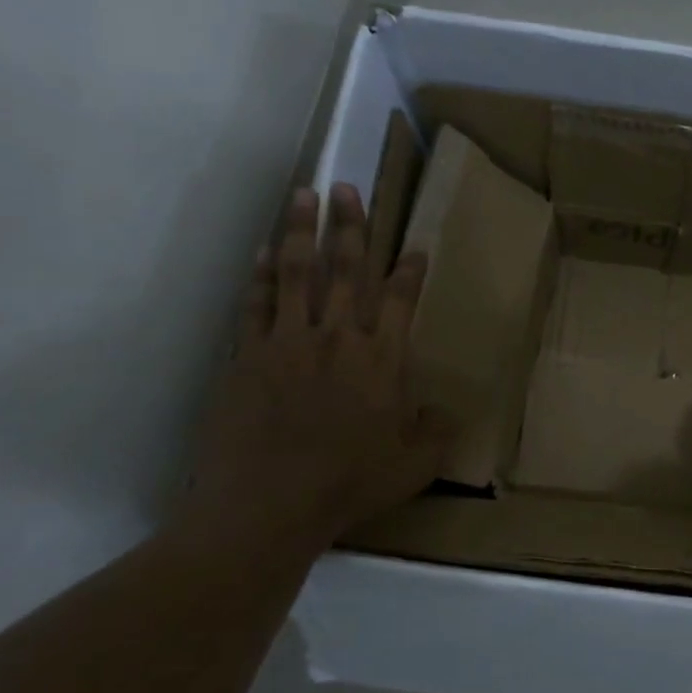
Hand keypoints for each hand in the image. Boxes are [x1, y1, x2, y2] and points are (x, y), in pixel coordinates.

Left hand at [179, 183, 450, 554]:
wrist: (268, 505)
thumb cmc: (349, 485)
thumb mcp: (415, 467)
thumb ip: (436, 432)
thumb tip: (444, 410)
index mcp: (382, 361)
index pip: (400, 301)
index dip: (410, 271)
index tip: (414, 246)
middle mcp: (338, 339)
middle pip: (346, 271)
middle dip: (351, 227)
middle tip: (349, 187)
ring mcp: (288, 342)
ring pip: (299, 274)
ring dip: (303, 231)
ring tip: (305, 195)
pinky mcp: (248, 356)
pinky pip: (256, 304)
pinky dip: (261, 275)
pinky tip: (265, 252)